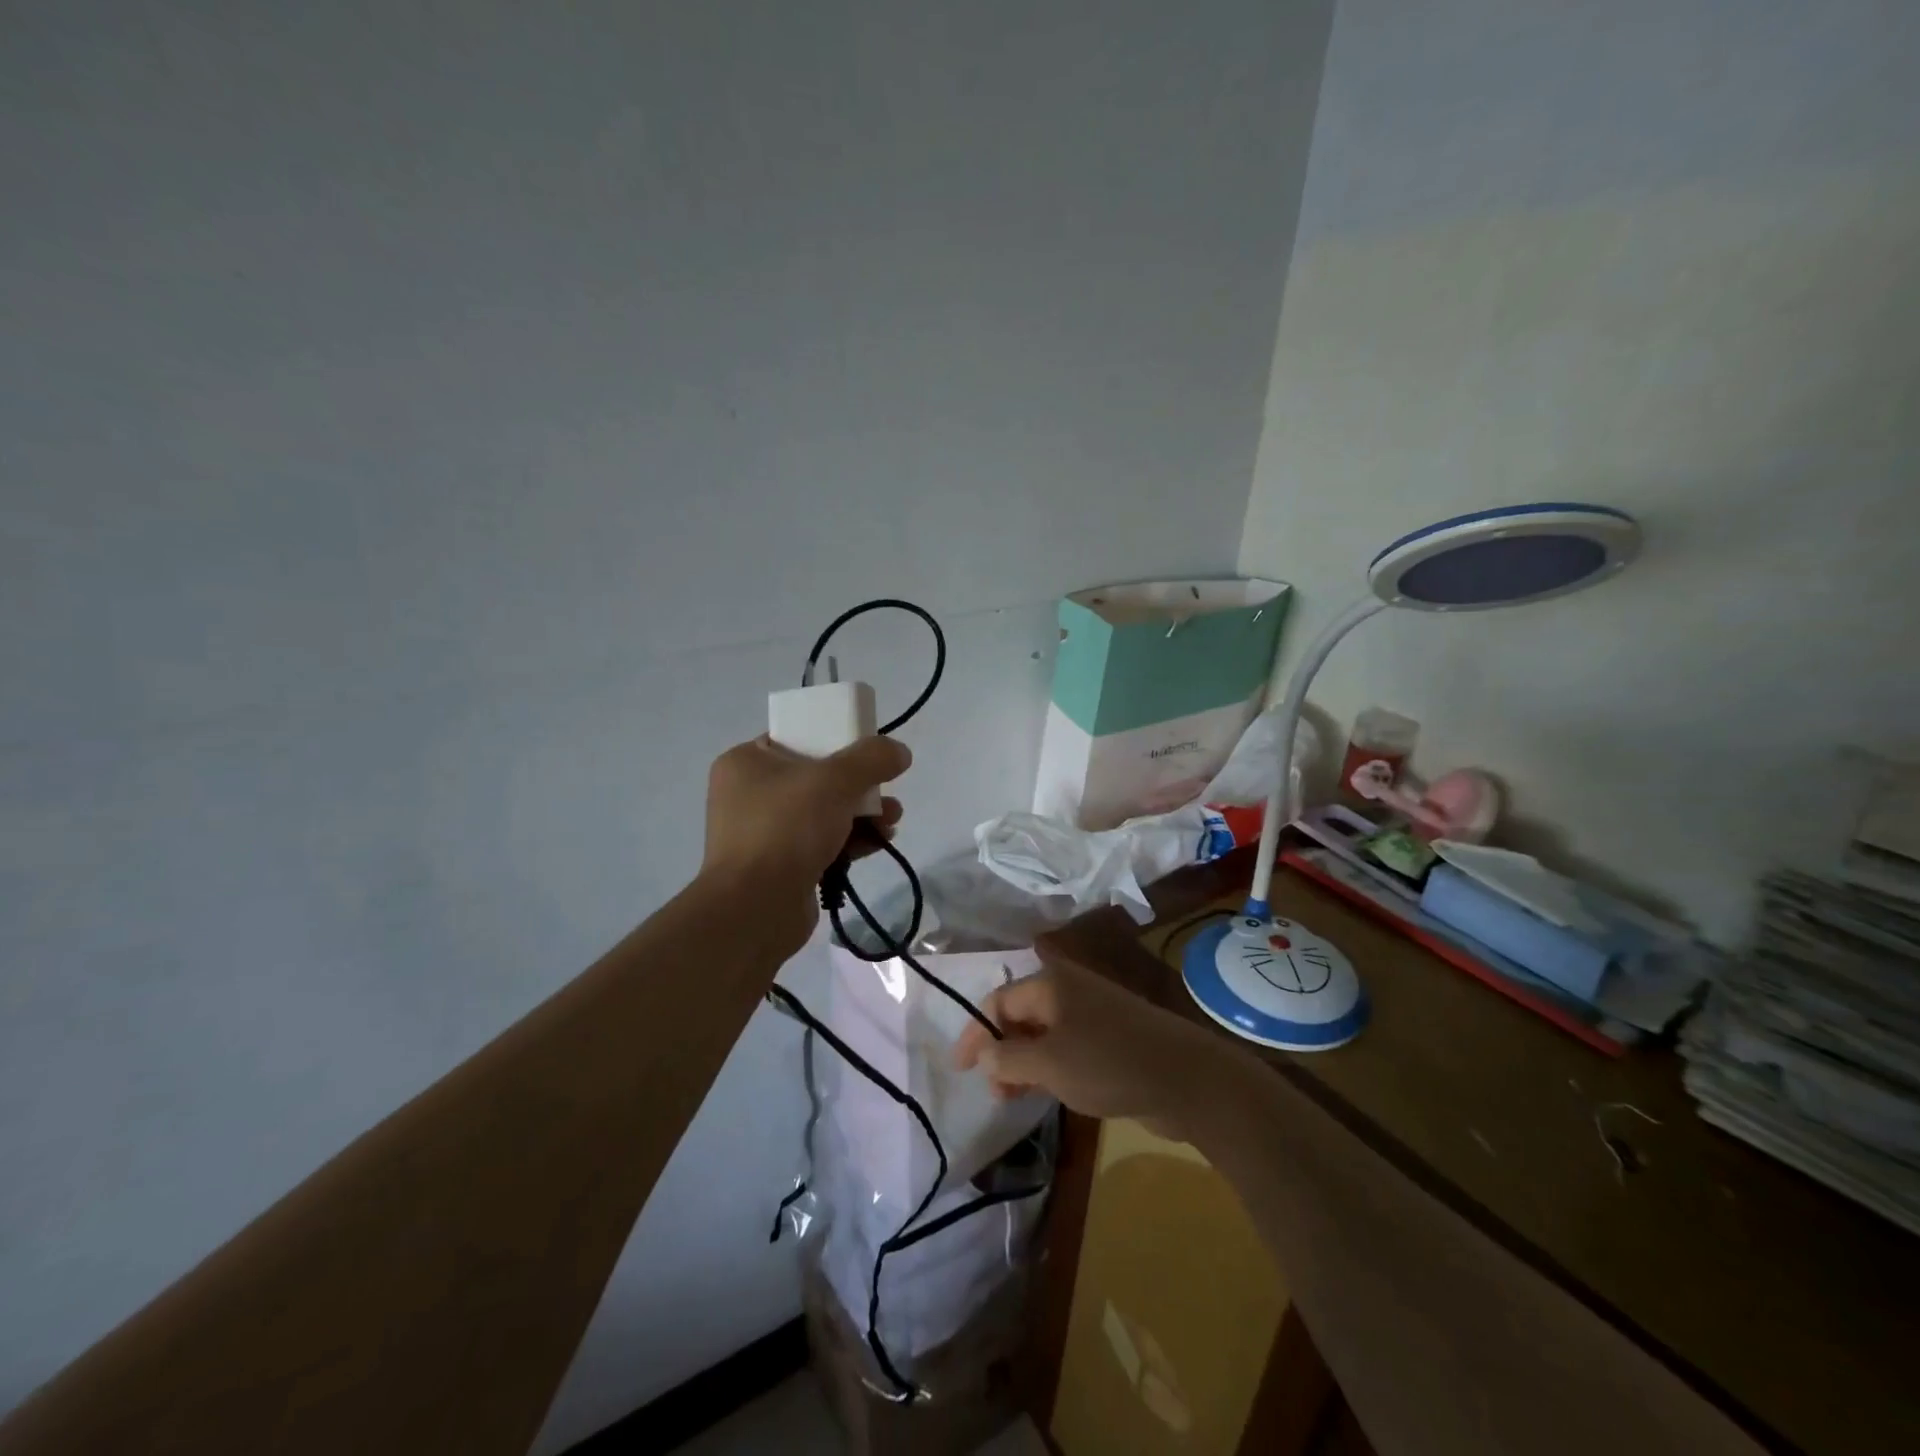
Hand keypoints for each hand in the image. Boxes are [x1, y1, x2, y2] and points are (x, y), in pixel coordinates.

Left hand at [701, 735, 909, 956]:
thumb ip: (871, 759)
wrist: (755, 909)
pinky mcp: (779, 866)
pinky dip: (850, 840)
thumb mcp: (835, 780)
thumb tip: (899, 751)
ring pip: (823, 812)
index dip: (835, 739)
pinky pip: (820, 842)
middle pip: (816, 777)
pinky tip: (880, 842)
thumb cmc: (786, 829)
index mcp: (746, 762)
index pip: (795, 737)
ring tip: (893, 820)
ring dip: (862, 813)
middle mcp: (749, 794)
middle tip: (888, 789)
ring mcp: (763, 833)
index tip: (867, 752)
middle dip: (859, 785)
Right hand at [952, 952, 1237, 1134]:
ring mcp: (1093, 1014)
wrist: (1185, 1079)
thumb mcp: (1049, 1064)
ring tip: (1011, 1098)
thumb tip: (984, 1056)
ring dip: (1023, 1062)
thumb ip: (1008, 1059)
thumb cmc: (1108, 1063)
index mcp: (1051, 984)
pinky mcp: (1111, 1039)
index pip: (998, 1000)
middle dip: (1000, 1049)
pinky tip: (1045, 1092)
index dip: (976, 1033)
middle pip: (1020, 1014)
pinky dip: (1049, 1067)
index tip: (960, 1069)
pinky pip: (1067, 1048)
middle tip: (991, 1090)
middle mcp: (1070, 990)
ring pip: (1044, 1034)